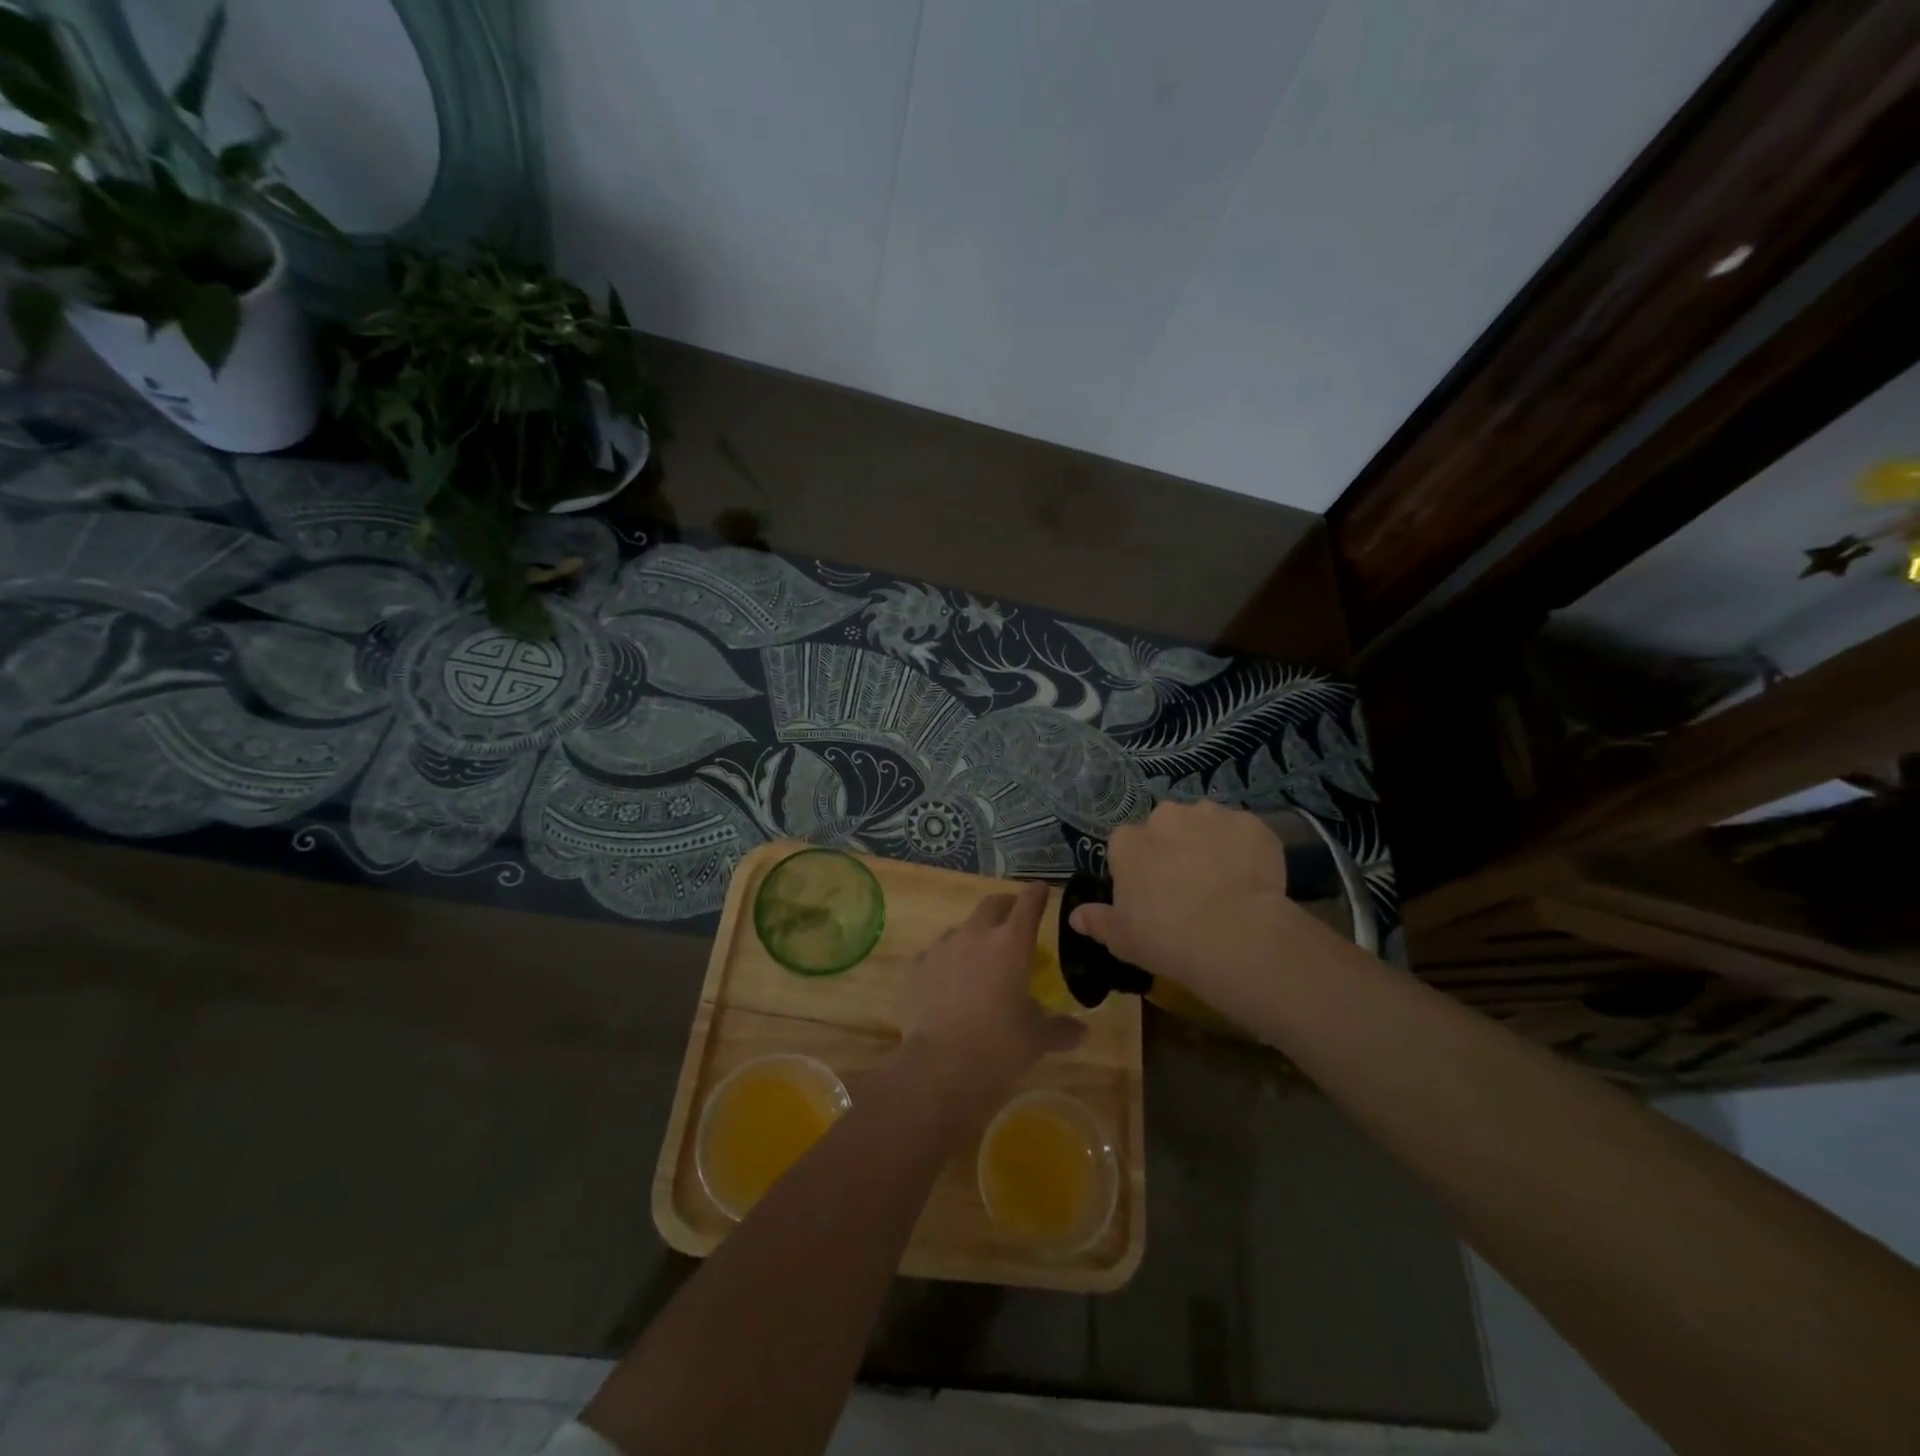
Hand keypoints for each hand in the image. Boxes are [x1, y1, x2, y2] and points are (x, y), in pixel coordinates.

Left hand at [897, 883, 1085, 1125]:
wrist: (939, 1067)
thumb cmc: (998, 1047)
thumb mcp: (1036, 1040)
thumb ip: (1060, 1030)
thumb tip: (1082, 1032)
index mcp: (1012, 944)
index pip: (1028, 903)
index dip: (1037, 894)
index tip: (1042, 889)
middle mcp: (976, 935)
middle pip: (992, 904)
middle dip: (1006, 907)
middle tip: (1014, 919)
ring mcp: (942, 948)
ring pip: (962, 929)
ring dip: (974, 936)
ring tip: (980, 960)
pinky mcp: (916, 967)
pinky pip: (935, 955)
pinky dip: (947, 963)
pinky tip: (948, 984)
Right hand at [1069, 801, 1301, 1007]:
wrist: (1235, 936)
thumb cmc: (1166, 938)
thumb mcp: (1122, 939)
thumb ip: (1098, 921)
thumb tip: (1076, 916)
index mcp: (1128, 842)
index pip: (1126, 844)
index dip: (1139, 866)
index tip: (1150, 892)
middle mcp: (1165, 817)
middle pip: (1166, 827)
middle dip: (1174, 848)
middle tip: (1188, 886)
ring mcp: (1210, 815)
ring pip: (1205, 824)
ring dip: (1209, 843)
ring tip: (1224, 881)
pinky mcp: (1250, 823)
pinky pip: (1244, 833)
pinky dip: (1246, 849)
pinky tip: (1253, 879)